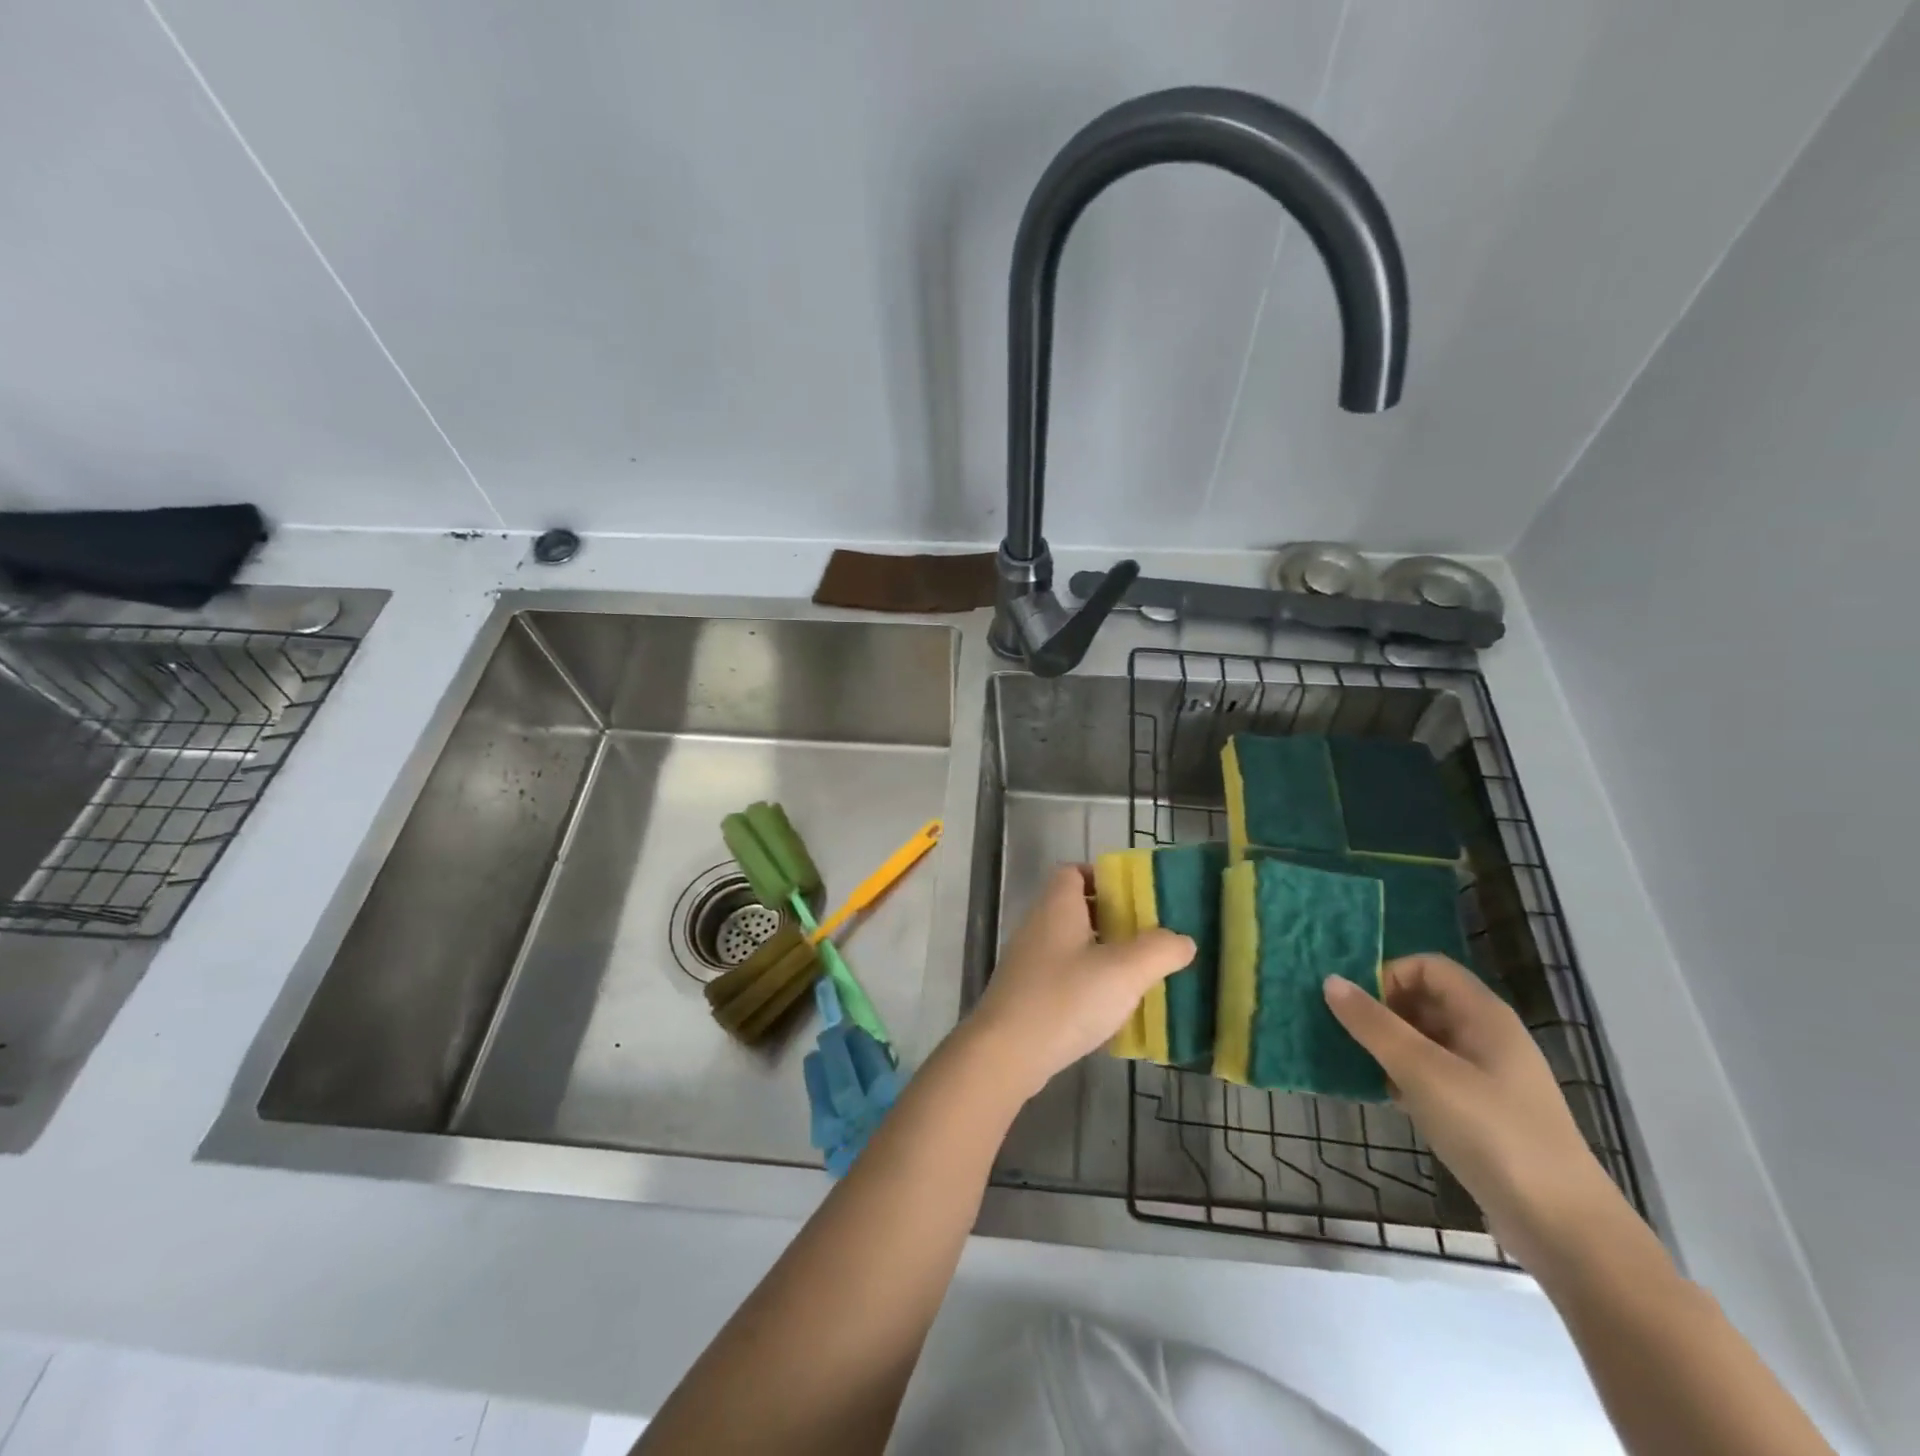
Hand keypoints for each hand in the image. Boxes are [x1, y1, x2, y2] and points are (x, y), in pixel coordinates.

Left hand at [966, 865, 1194, 1100]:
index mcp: (1057, 906)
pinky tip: (1110, 1007)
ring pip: (1072, 944)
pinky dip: (1087, 981)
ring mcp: (1029, 960)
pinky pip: (1064, 974)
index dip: (1104, 877)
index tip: (1137, 897)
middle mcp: (1038, 925)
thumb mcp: (1124, 971)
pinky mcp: (1027, 993)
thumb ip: (1159, 950)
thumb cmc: (1066, 999)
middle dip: (1113, 919)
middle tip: (1149, 938)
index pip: (1074, 871)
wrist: (1006, 1052)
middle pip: (1077, 908)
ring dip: (1103, 953)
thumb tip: (1182, 940)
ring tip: (1138, 974)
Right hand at [1324, 955, 1621, 1266]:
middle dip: (1383, 1010)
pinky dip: (1406, 1076)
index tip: (1358, 1006)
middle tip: (1349, 1035)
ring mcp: (1488, 1076)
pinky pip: (1434, 1074)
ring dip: (1390, 1045)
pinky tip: (1390, 1098)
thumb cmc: (1491, 1132)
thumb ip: (1374, 1025)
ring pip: (1426, 1039)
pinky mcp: (1483, 1111)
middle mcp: (1487, 1036)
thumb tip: (1331, 980)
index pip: (1427, 966)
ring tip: (1363, 1066)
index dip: (1389, 975)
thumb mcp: (1423, 1072)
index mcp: (1483, 1015)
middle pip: (1425, 999)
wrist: (1563, 1227)